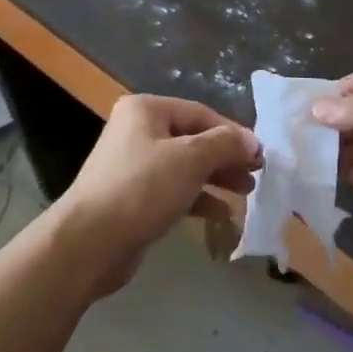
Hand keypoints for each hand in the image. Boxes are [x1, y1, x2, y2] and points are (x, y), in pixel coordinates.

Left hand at [55, 94, 260, 295]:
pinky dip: (198, 198)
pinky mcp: (134, 197)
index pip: (200, 113)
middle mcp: (138, 131)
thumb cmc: (142, 188)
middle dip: (225, 156)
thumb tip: (252, 140)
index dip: (233, 133)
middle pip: (193, 138)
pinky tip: (222, 213)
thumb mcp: (190, 160)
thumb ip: (224, 145)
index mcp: (146, 110)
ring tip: (246, 191)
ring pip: (185, 166)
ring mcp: (133, 165)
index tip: (261, 155)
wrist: (90, 241)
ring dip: (216, 177)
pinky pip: (174, 190)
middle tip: (256, 174)